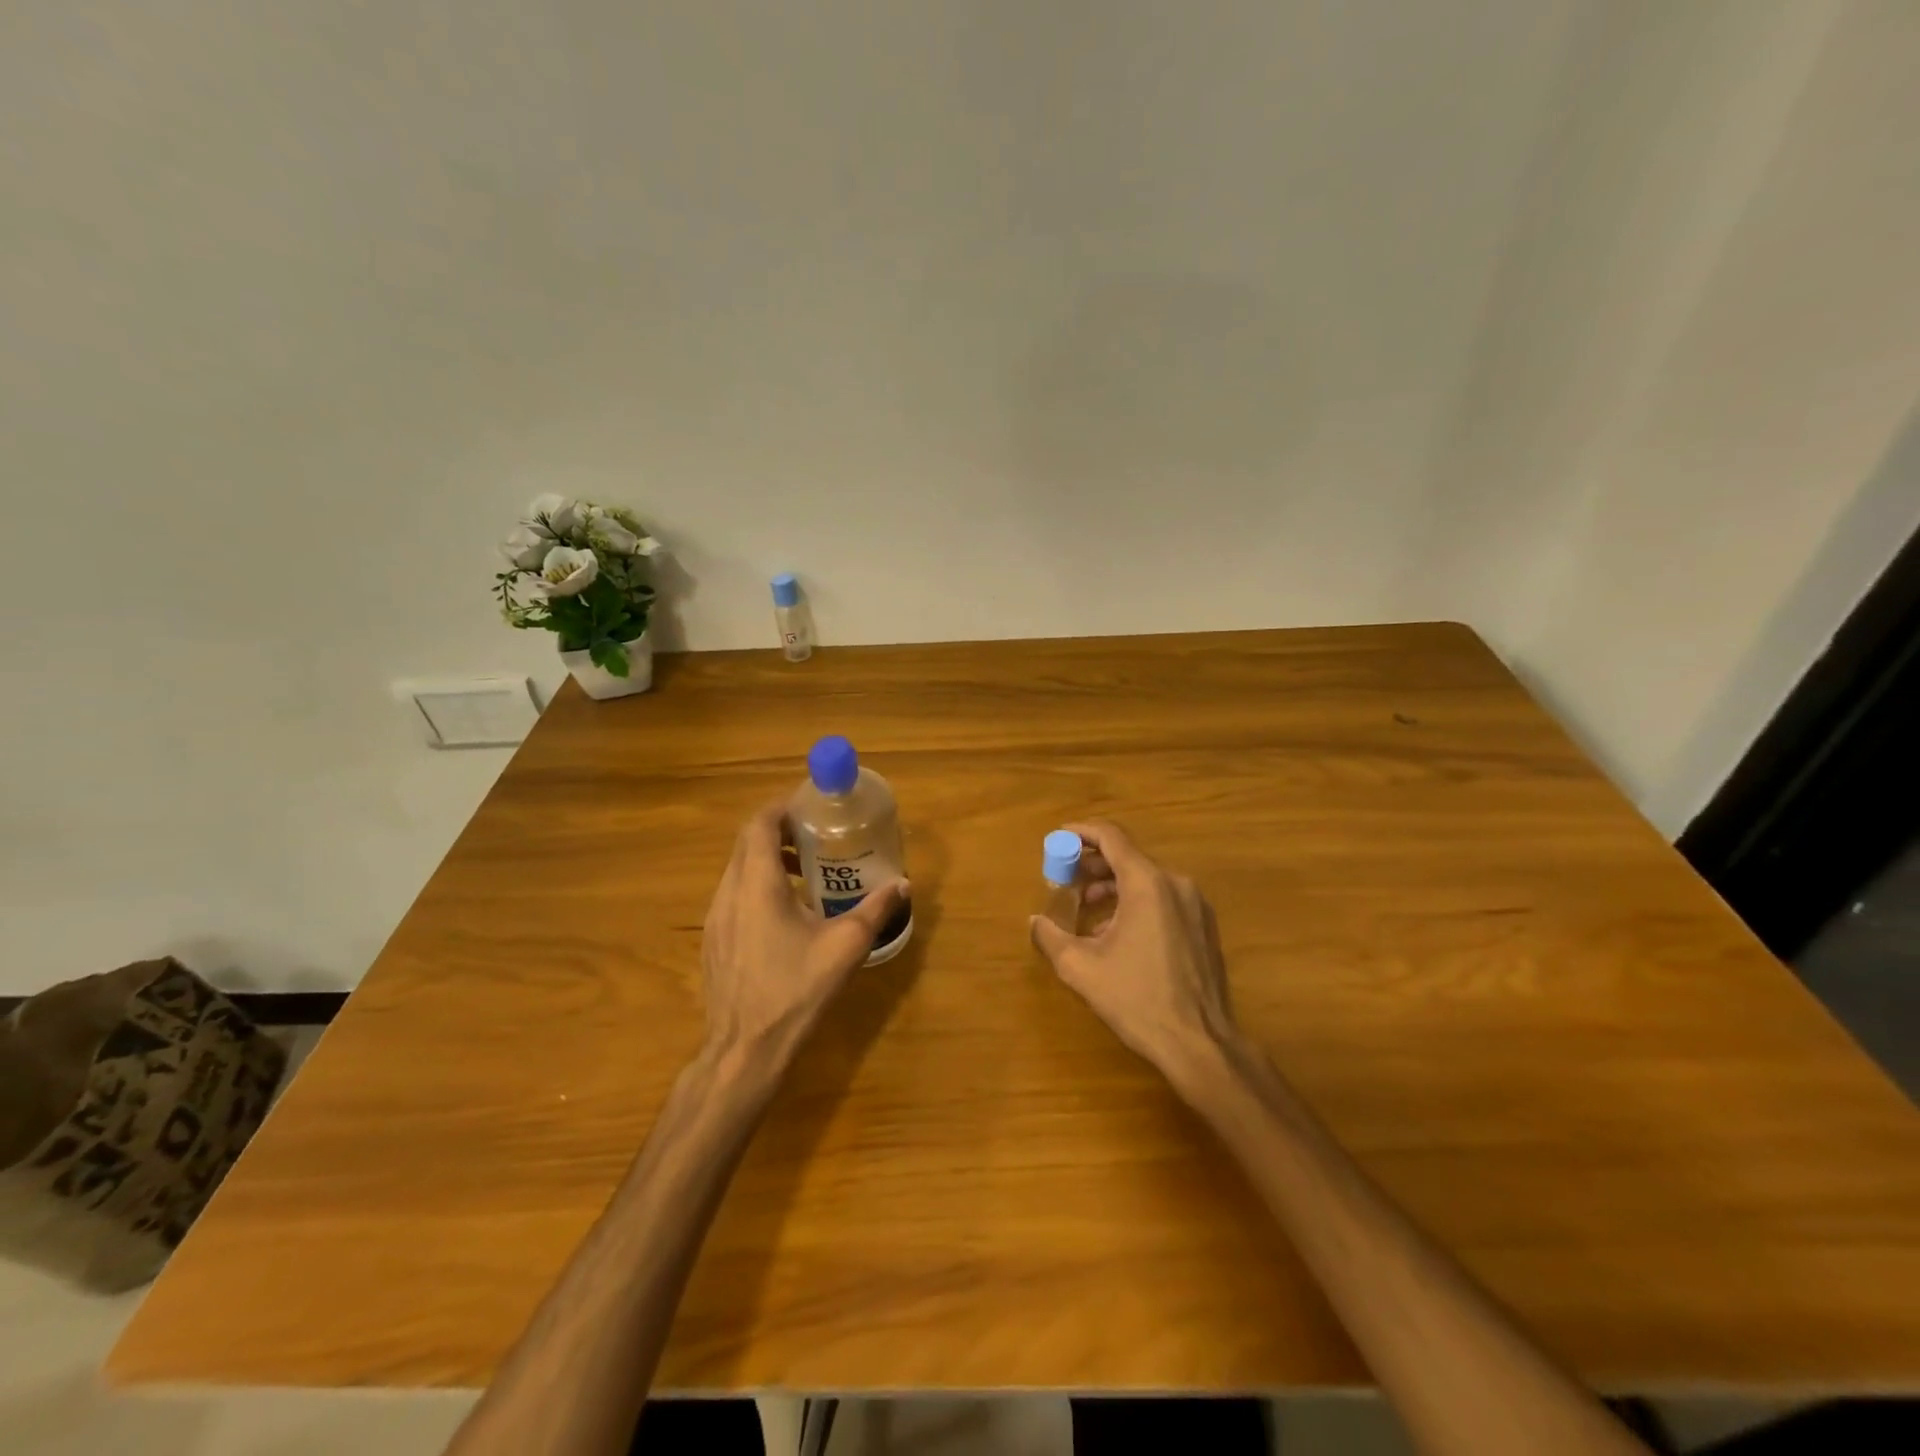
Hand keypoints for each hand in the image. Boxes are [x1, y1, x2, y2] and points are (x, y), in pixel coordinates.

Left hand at [700, 801, 908, 1065]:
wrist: (744, 1050)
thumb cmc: (795, 990)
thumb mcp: (845, 946)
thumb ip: (875, 909)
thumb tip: (903, 884)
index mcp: (756, 883)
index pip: (759, 823)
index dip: (782, 807)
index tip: (811, 806)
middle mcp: (728, 892)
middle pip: (746, 843)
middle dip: (780, 831)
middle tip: (816, 836)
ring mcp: (715, 918)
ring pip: (738, 870)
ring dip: (768, 860)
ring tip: (807, 873)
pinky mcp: (713, 941)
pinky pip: (733, 896)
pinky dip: (757, 887)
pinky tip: (786, 915)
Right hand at [1030, 820, 1238, 1081]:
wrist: (1200, 1043)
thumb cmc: (1137, 1000)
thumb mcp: (1081, 968)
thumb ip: (1051, 937)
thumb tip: (1036, 921)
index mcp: (1147, 884)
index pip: (1111, 837)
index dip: (1081, 832)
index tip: (1057, 838)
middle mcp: (1175, 883)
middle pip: (1128, 857)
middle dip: (1092, 863)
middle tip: (1064, 878)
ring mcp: (1195, 904)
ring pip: (1146, 879)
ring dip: (1113, 885)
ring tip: (1086, 908)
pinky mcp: (1204, 926)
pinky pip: (1163, 898)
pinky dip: (1136, 902)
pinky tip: (1117, 932)